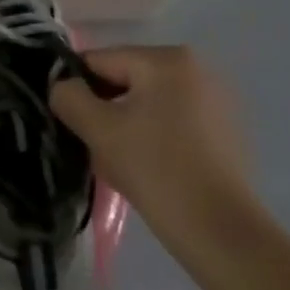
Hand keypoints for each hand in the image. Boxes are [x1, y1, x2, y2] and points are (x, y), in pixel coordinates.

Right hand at [50, 45, 253, 212]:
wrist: (219, 229)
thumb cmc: (155, 168)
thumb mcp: (98, 129)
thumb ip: (69, 97)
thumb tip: (63, 87)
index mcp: (166, 59)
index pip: (99, 61)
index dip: (76, 89)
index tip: (70, 123)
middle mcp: (196, 69)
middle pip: (126, 80)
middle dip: (104, 109)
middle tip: (95, 146)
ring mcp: (216, 99)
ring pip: (148, 103)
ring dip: (127, 124)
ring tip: (121, 161)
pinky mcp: (226, 130)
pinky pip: (173, 121)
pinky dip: (155, 136)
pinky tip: (151, 167)